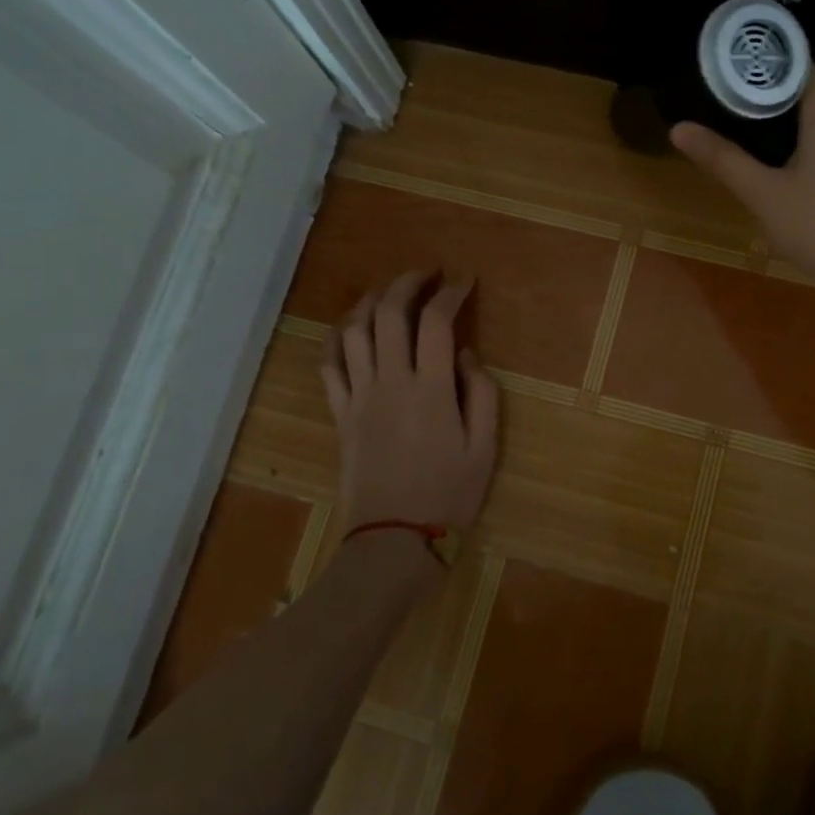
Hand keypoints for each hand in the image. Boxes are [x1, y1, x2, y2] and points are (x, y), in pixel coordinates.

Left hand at [321, 271, 500, 536]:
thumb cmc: (448, 495)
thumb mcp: (485, 448)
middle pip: (390, 313)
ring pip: (354, 331)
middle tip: (427, 274)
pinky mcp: (340, 414)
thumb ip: (482, 394)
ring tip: (389, 292)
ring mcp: (359, 396)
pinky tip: (349, 328)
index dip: (451, 293)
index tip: (464, 281)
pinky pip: (329, 365)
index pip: (437, 322)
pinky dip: (337, 338)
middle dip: (408, 283)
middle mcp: (391, 382)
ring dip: (371, 301)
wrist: (393, 540)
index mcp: (432, 389)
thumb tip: (467, 354)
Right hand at [671, 72, 814, 307]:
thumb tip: (678, 128)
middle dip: (782, 120)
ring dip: (809, 144)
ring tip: (778, 174)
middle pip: (813, 102)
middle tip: (749, 145)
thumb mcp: (764, 197)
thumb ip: (723, 159)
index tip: (736, 94)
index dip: (763, 79)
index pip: (794, 70)